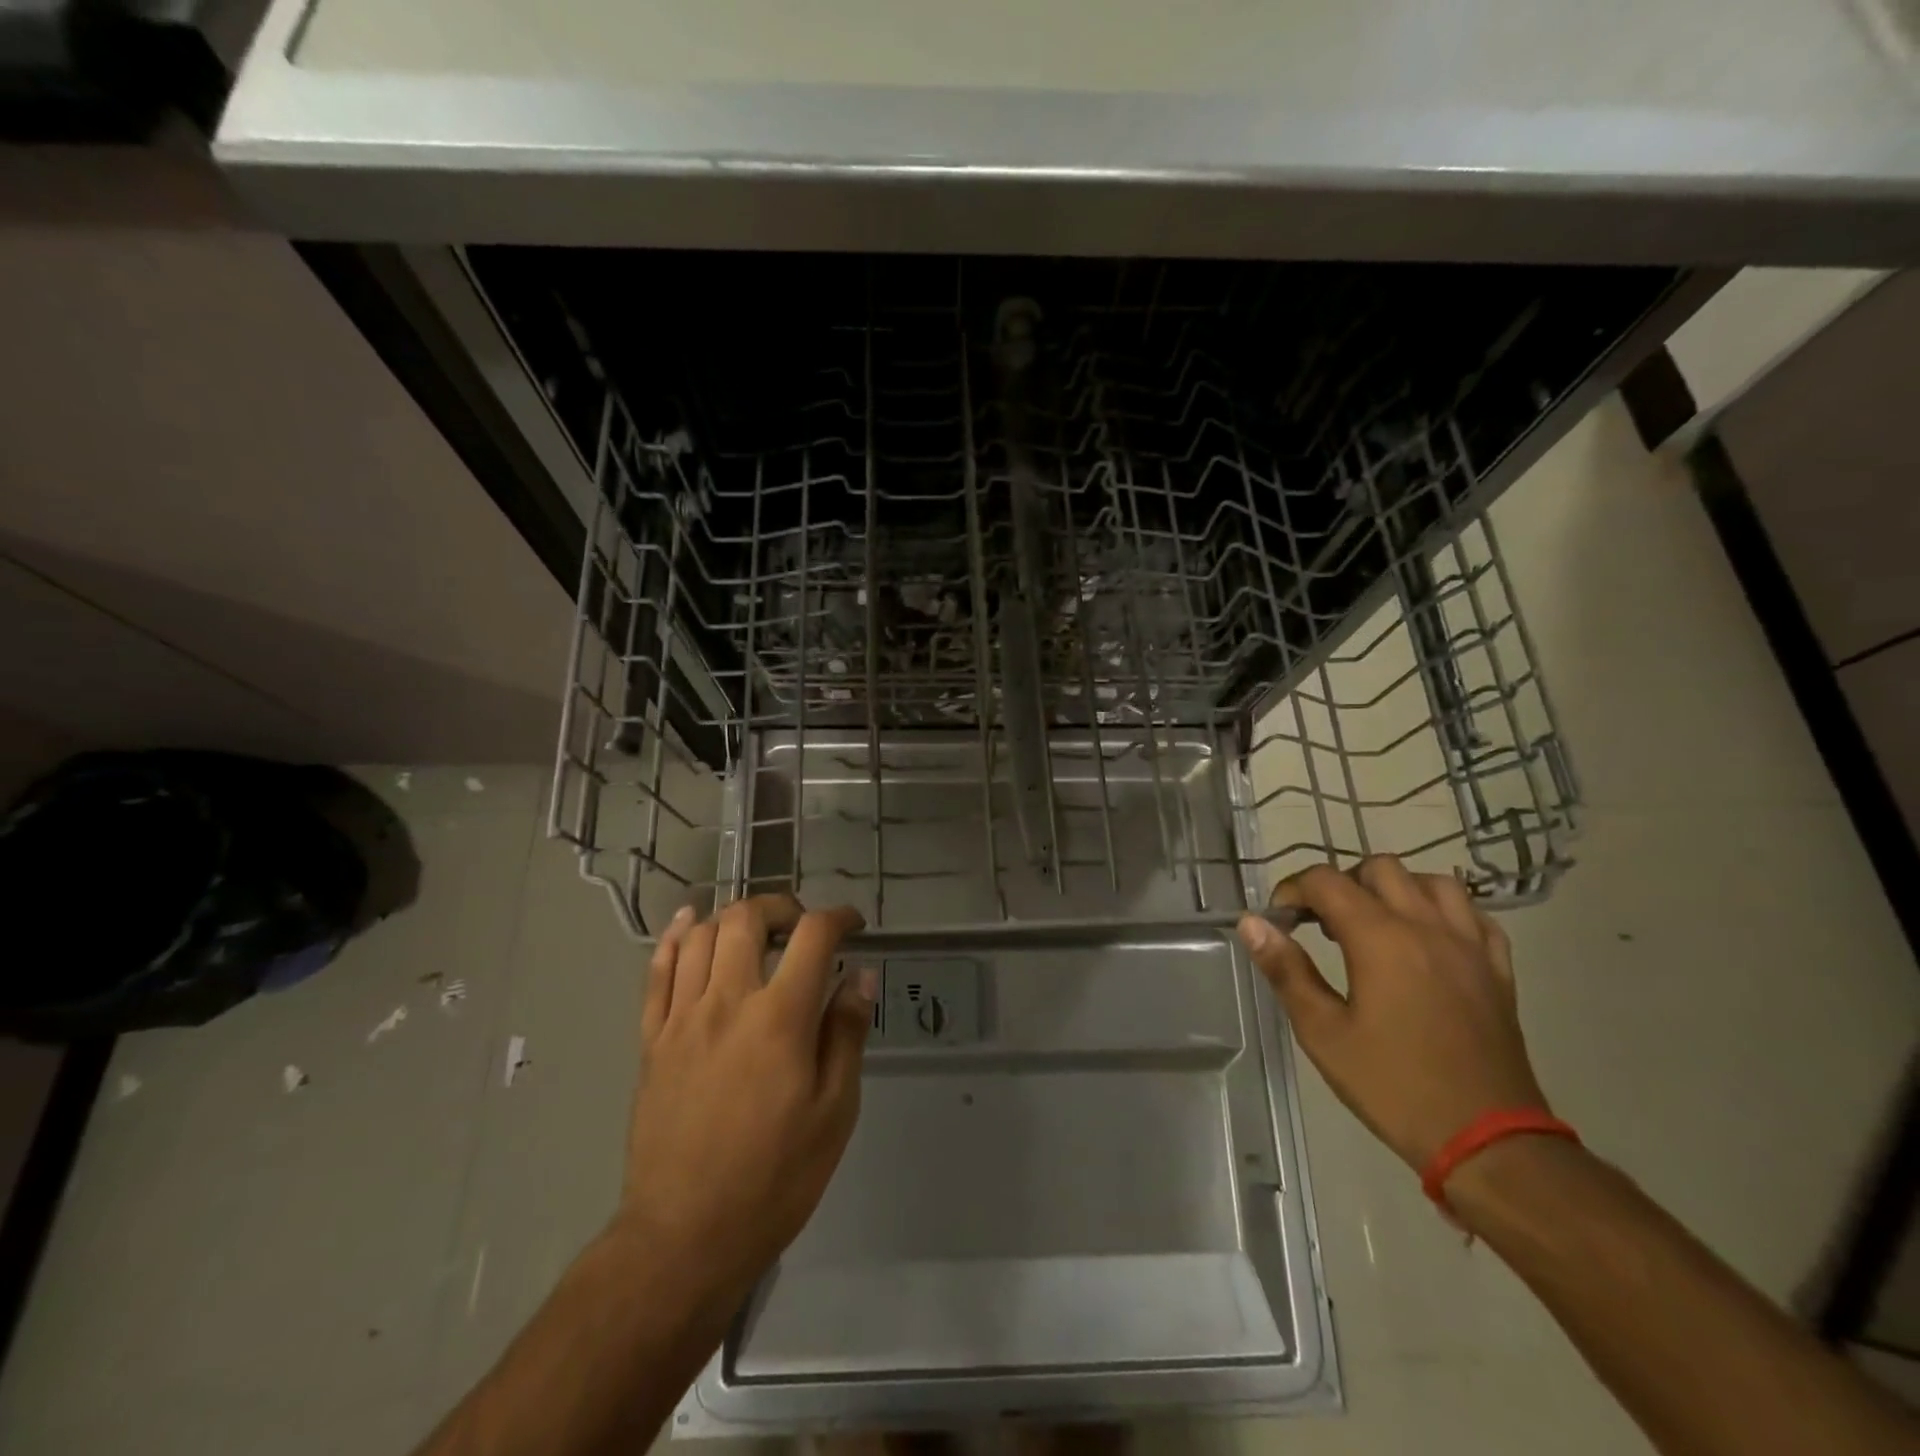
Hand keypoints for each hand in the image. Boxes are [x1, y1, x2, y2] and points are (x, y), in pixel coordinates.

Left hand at [618, 895, 873, 1304]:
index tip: (853, 925)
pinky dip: (674, 938)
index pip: (813, 935)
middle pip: (747, 917)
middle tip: (801, 927)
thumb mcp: (834, 1111)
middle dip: (781, 906)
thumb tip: (860, 976)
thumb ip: (847, 1034)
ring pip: (699, 935)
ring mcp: (682, 1018)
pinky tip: (689, 925)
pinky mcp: (651, 1040)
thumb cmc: (775, 1177)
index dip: (839, 917)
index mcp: (780, 1018)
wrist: (684, 1236)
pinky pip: (656, 971)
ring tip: (755, 931)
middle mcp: (727, 1001)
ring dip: (732, 918)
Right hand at [1237, 856, 1548, 1172]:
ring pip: (1432, 881)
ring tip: (1374, 924)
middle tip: (1322, 923)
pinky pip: (1473, 915)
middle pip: (1379, 868)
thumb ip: (1286, 970)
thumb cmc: (1394, 1086)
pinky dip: (1443, 911)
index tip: (1279, 920)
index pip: (1326, 881)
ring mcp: (1470, 945)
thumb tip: (1252, 923)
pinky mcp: (1498, 970)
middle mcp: (1427, 926)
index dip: (1293, 890)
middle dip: (1341, 883)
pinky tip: (1426, 937)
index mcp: (1381, 938)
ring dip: (1395, 889)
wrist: (1489, 1142)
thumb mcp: (1323, 1033)